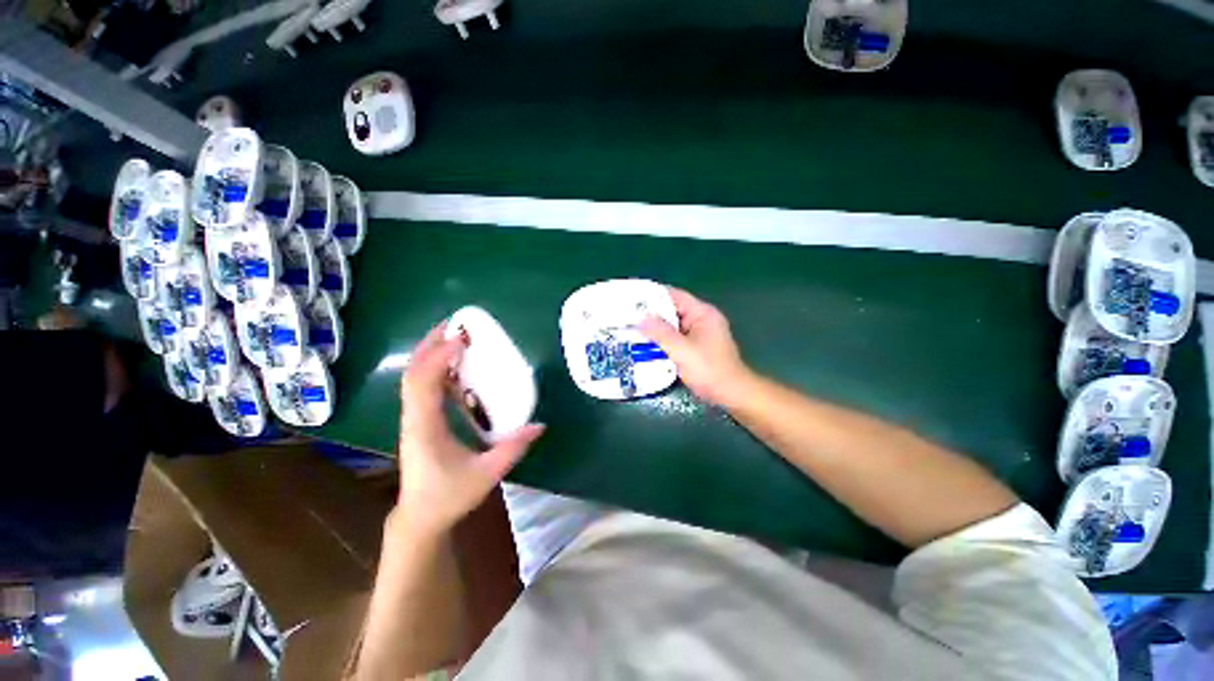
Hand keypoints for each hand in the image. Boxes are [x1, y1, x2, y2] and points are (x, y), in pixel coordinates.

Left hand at [397, 323, 544, 535]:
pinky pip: (422, 386)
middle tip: (455, 324)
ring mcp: (414, 418)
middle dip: (431, 344)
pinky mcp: (419, 420)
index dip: (439, 358)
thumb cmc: (449, 496)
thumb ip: (513, 449)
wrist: (420, 517)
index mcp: (425, 428)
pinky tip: (454, 363)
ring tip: (454, 335)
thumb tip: (539, 425)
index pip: (423, 384)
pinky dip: (435, 367)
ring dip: (431, 352)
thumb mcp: (486, 475)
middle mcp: (414, 418)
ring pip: (414, 377)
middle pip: (413, 373)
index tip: (462, 340)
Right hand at [639, 287, 754, 407]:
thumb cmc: (709, 370)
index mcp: (702, 314)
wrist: (731, 395)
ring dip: (655, 328)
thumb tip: (640, 318)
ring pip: (672, 326)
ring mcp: (699, 334)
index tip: (632, 297)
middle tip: (626, 314)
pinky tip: (645, 344)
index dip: (653, 295)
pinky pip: (675, 338)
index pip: (675, 296)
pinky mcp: (695, 347)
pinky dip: (661, 340)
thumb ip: (661, 333)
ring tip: (630, 327)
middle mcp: (701, 320)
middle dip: (651, 313)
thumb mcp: (682, 350)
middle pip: (672, 310)